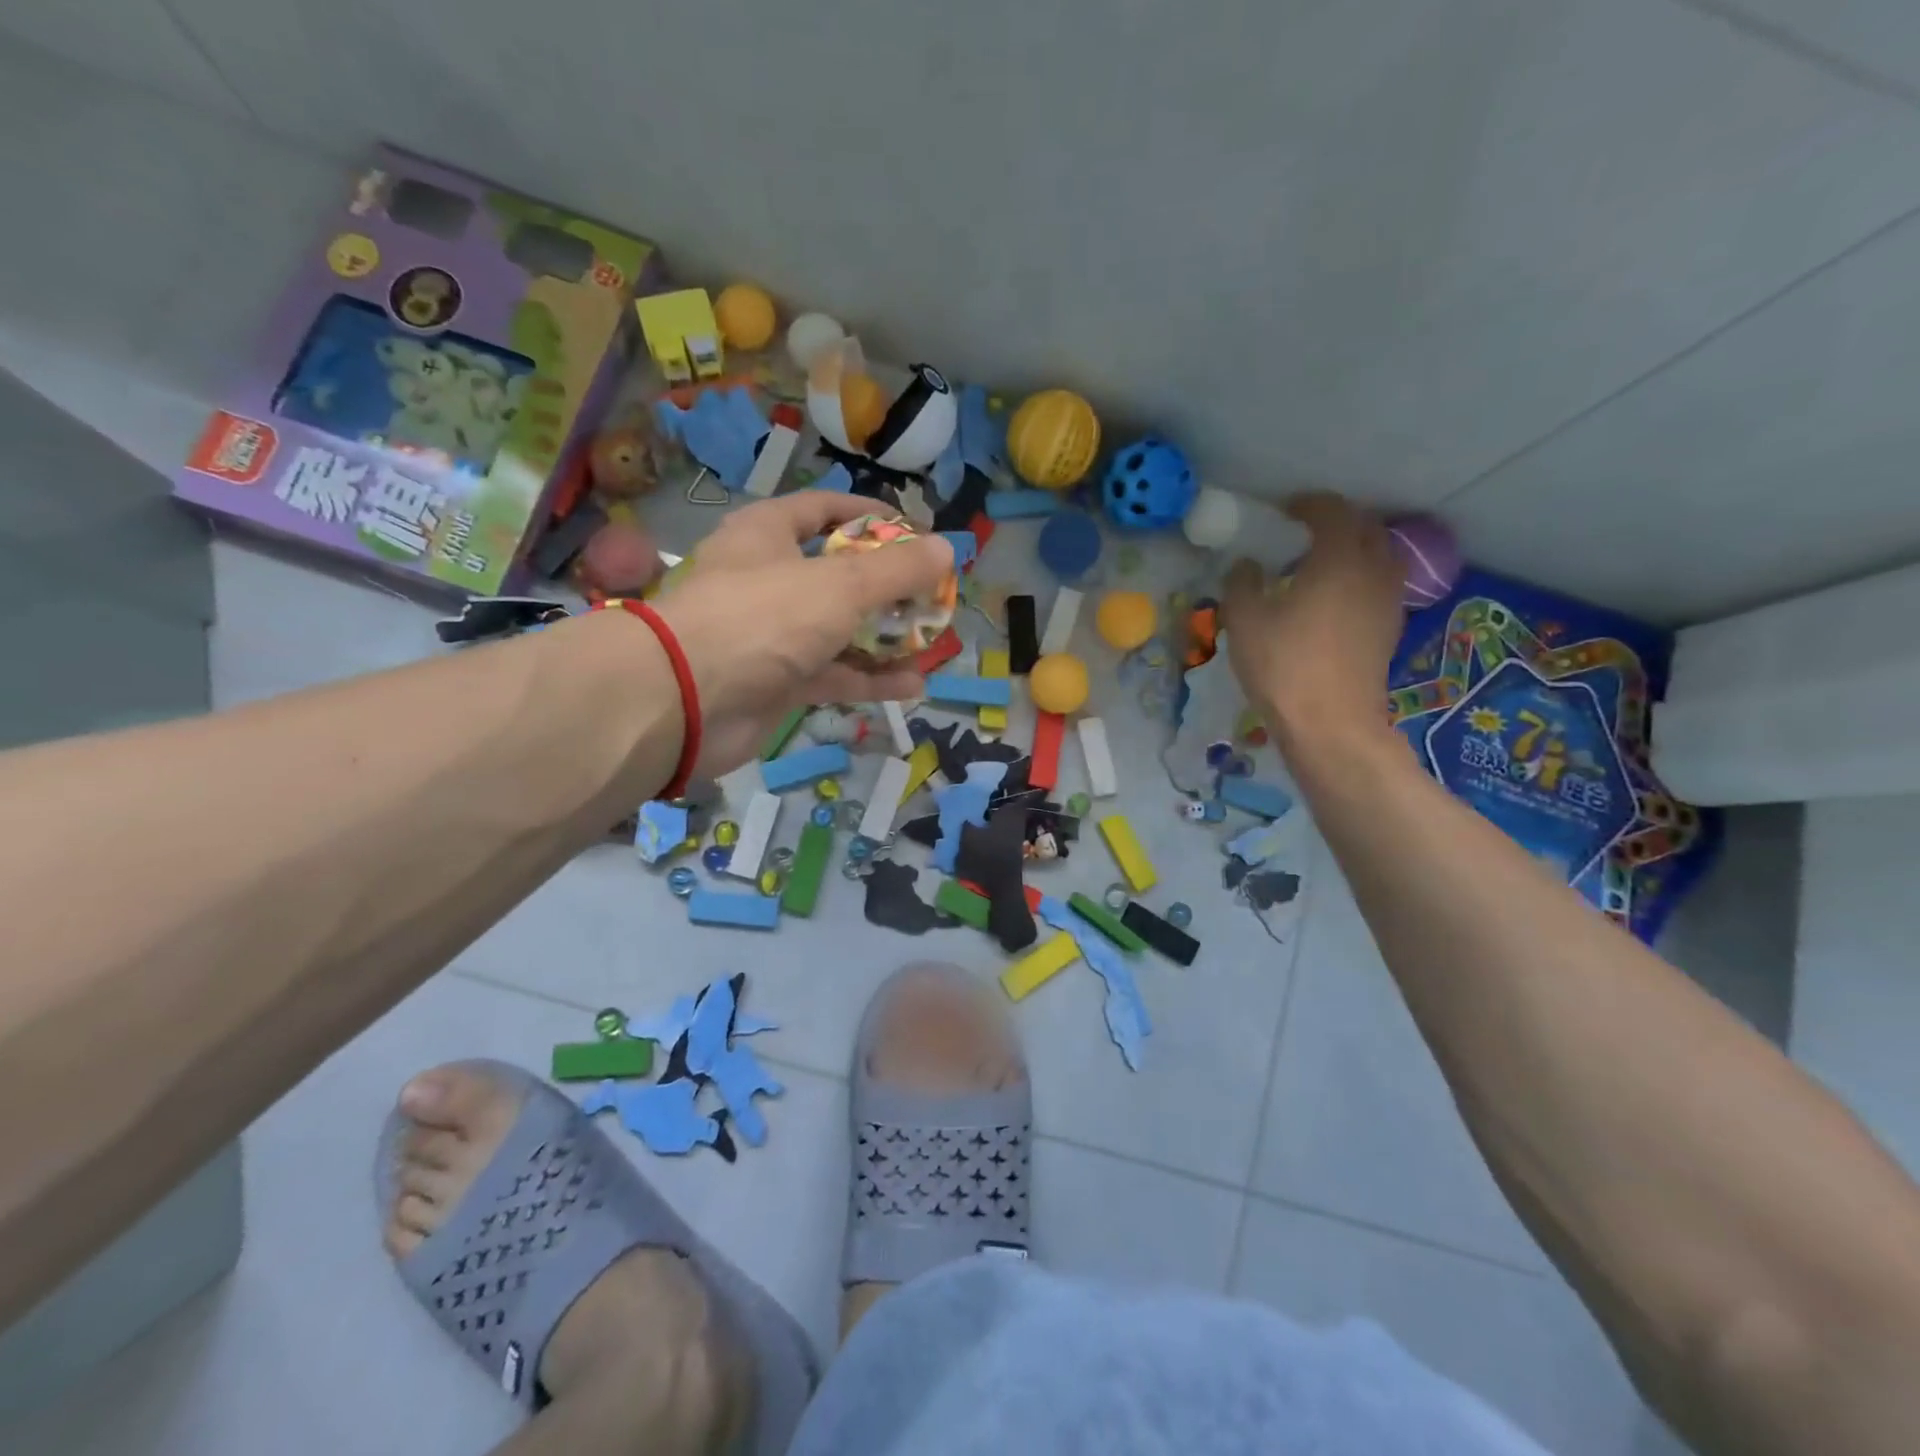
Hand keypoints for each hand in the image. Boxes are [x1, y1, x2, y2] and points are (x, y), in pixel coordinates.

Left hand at [653, 492, 954, 774]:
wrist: (685, 700)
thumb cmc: (762, 618)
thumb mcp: (840, 585)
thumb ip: (896, 570)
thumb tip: (946, 548)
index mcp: (769, 534)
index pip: (825, 508)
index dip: (871, 516)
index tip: (916, 532)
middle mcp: (768, 579)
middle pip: (838, 574)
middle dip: (887, 587)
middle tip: (931, 596)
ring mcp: (771, 634)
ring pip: (838, 630)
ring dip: (884, 638)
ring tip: (931, 644)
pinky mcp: (775, 682)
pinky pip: (831, 674)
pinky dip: (867, 679)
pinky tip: (911, 686)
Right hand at [1221, 492, 1403, 751]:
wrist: (1331, 723)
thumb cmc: (1284, 666)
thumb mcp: (1245, 621)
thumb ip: (1242, 583)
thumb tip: (1248, 565)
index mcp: (1339, 558)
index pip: (1333, 511)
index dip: (1309, 504)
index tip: (1286, 510)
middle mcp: (1374, 570)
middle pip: (1366, 527)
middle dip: (1338, 521)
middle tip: (1305, 530)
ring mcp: (1388, 600)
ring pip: (1379, 556)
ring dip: (1353, 548)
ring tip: (1320, 563)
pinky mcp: (1390, 628)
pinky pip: (1379, 584)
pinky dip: (1359, 577)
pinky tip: (1333, 598)